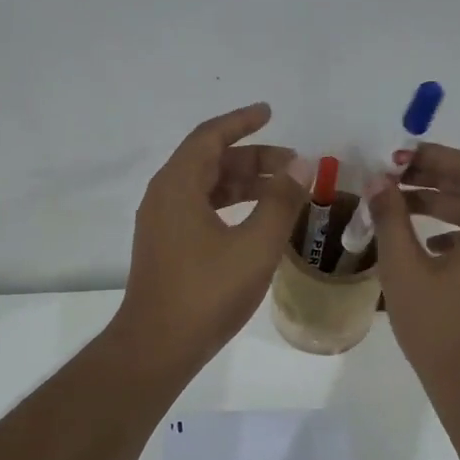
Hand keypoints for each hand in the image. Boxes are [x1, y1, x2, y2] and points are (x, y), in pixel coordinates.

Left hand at [114, 103, 310, 374]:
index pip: (210, 137)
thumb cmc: (207, 292)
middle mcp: (164, 196)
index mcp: (178, 185)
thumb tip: (300, 166)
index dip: (241, 121)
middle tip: (293, 165)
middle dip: (252, 158)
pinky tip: (257, 222)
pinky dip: (231, 206)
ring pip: (206, 188)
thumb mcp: (255, 246)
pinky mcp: (166, 247)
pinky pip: (201, 210)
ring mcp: (162, 224)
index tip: (269, 112)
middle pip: (210, 161)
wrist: (158, 346)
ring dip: (244, 184)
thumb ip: (281, 202)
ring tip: (283, 191)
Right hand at [366, 143, 459, 404]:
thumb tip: (377, 182)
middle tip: (390, 178)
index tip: (394, 159)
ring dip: (441, 204)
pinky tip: (425, 243)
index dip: (432, 157)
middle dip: (433, 179)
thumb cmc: (440, 331)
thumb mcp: (405, 271)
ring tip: (398, 205)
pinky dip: (456, 231)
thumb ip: (390, 218)